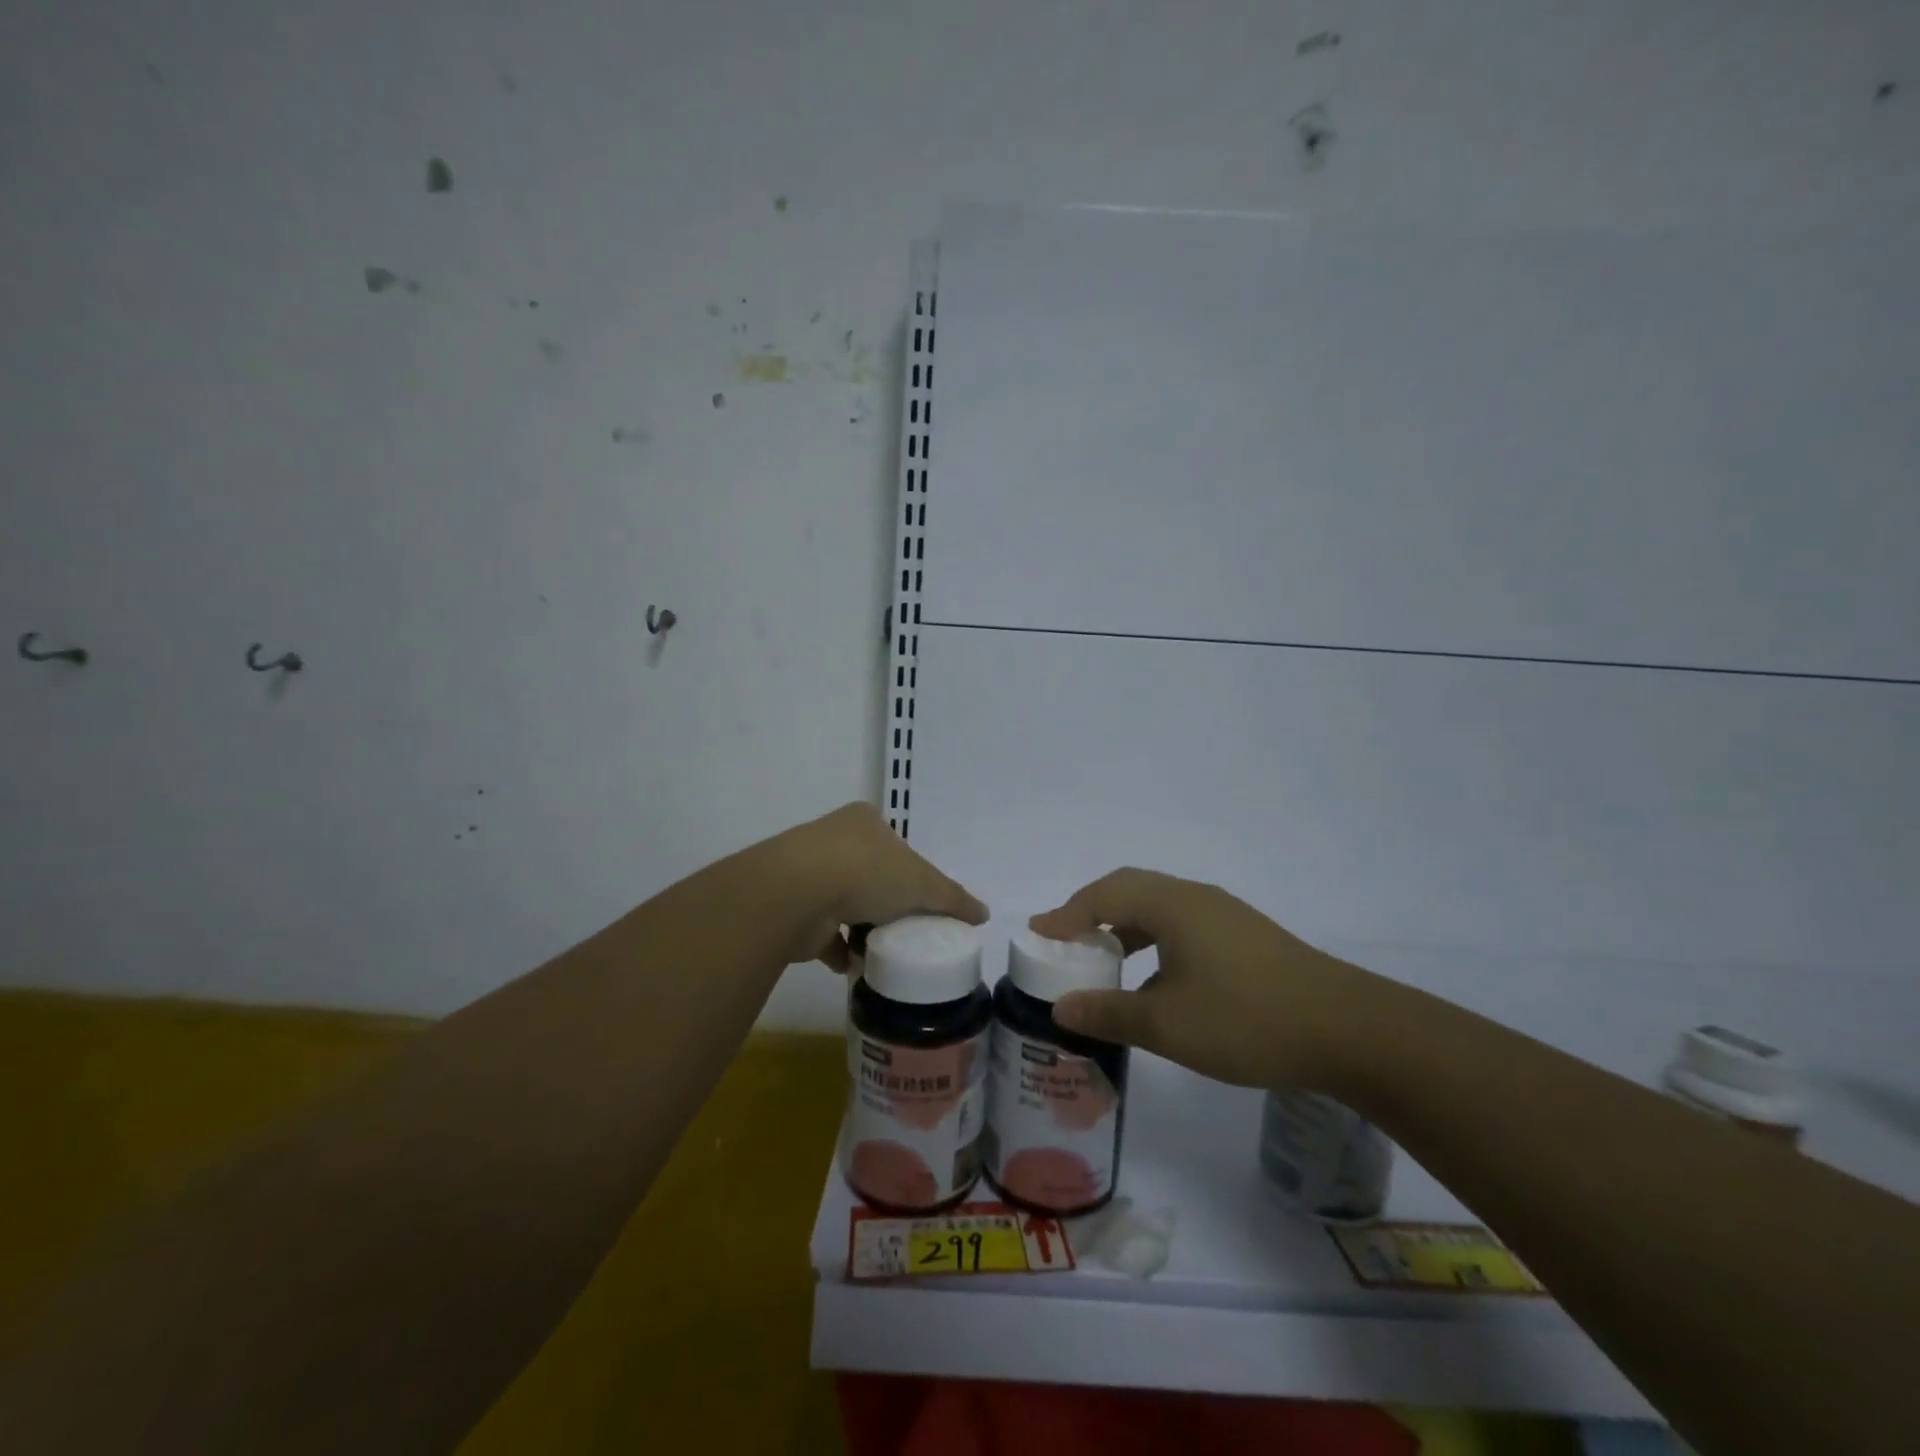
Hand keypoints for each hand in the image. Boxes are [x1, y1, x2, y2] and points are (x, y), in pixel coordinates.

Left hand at [776, 803, 988, 969]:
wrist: (796, 893)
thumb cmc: (866, 872)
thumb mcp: (923, 883)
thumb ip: (953, 898)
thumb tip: (983, 914)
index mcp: (865, 821)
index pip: (896, 846)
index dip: (913, 872)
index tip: (924, 901)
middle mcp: (834, 840)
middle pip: (870, 874)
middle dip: (888, 902)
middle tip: (909, 928)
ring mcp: (808, 873)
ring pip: (845, 903)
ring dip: (863, 927)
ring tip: (887, 951)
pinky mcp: (792, 908)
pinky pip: (823, 933)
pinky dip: (839, 950)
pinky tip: (859, 966)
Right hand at [1030, 868, 1383, 1089]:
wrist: (1349, 1030)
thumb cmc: (1248, 1020)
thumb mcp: (1168, 1024)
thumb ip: (1110, 1012)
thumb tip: (1061, 1009)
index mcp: (1172, 905)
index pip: (1103, 896)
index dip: (1066, 914)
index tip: (1038, 934)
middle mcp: (1195, 898)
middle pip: (1129, 889)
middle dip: (1091, 911)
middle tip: (1063, 939)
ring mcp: (1225, 915)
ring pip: (1159, 906)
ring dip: (1124, 925)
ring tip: (1103, 956)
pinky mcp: (1246, 936)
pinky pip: (1182, 923)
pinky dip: (1153, 938)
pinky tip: (1156, 977)